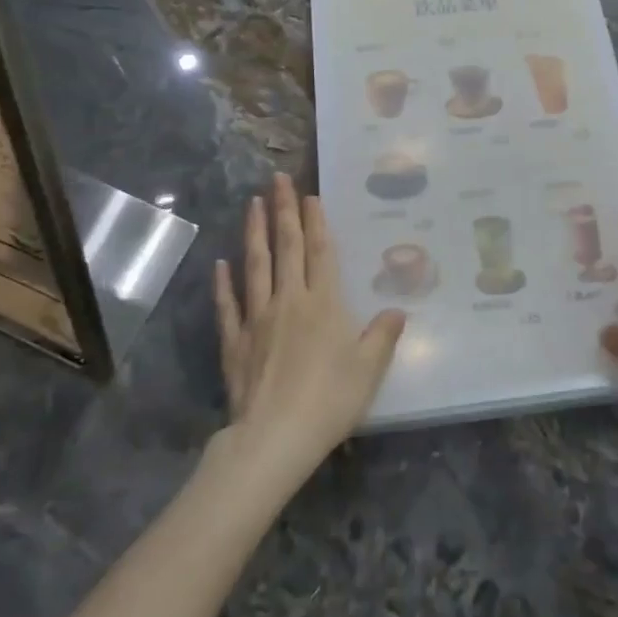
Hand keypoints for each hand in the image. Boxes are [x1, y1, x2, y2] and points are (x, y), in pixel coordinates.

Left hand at [212, 174, 405, 490]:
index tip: (309, 195)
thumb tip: (398, 310)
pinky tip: (220, 265)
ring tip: (251, 203)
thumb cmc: (329, 400)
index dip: (316, 222)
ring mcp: (258, 318)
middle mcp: (289, 300)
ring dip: (254, 233)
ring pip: (255, 266)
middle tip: (276, 179)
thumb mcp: (369, 369)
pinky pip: (229, 306)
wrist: (275, 437)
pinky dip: (223, 284)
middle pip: (286, 248)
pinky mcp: (235, 341)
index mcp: (324, 303)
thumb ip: (383, 335)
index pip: (320, 252)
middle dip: (282, 211)